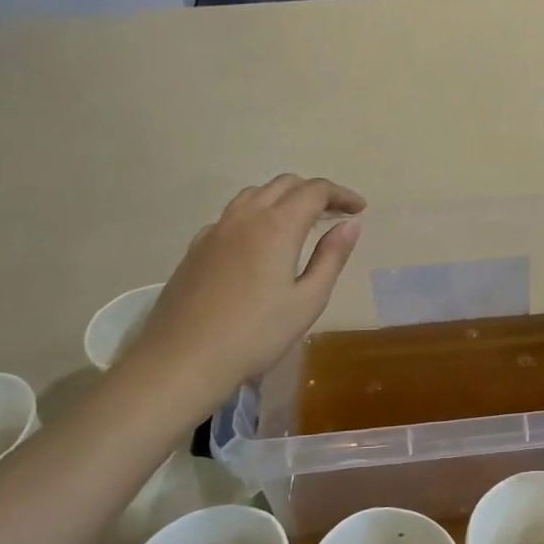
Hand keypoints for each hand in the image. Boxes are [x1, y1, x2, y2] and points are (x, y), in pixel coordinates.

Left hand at [117, 176, 365, 415]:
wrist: (183, 359)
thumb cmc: (256, 335)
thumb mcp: (308, 300)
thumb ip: (331, 257)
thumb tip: (350, 225)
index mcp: (277, 226)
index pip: (315, 191)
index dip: (341, 194)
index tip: (359, 208)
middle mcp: (245, 217)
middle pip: (284, 184)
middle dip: (314, 192)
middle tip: (336, 214)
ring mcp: (215, 230)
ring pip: (254, 194)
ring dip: (283, 198)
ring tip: (301, 222)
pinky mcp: (196, 248)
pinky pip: (232, 215)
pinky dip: (256, 214)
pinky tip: (260, 243)